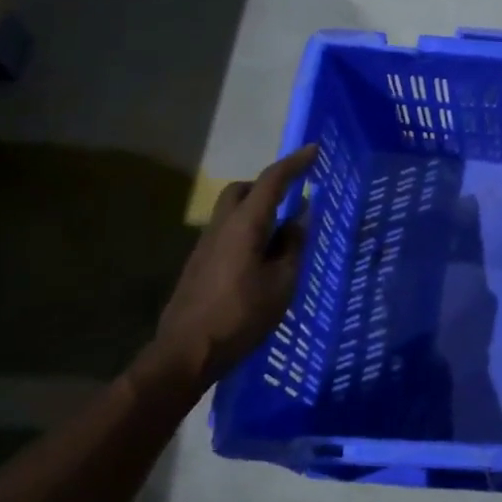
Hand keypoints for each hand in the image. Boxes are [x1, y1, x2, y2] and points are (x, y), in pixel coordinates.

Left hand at [147, 145, 318, 391]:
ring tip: (283, 233)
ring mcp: (206, 245)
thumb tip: (299, 218)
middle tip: (294, 197)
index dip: (295, 164)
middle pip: (243, 190)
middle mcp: (221, 227)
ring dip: (258, 210)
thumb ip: (293, 245)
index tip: (314, 150)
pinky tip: (262, 258)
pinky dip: (248, 231)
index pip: (271, 181)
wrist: (187, 351)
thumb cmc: (242, 315)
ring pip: (233, 211)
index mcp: (245, 225)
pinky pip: (228, 232)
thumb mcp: (282, 282)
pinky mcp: (200, 264)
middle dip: (268, 185)